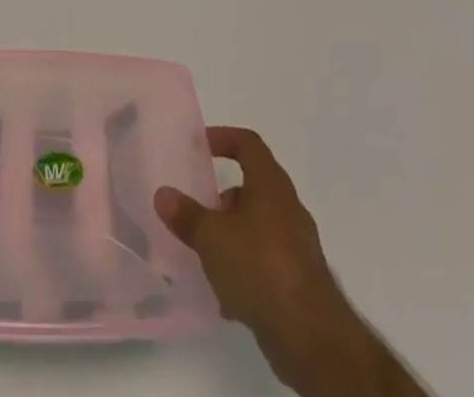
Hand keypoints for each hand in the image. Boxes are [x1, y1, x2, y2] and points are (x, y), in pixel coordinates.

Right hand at [157, 127, 399, 395]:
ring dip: (234, 235)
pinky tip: (226, 296)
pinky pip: (267, 261)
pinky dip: (247, 268)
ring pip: (260, 226)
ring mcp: (298, 245)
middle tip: (199, 209)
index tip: (202, 146)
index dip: (224, 138)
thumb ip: (186, 215)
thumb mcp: (211, 237)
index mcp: (270, 184)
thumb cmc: (259, 266)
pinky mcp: (301, 280)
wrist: (310, 335)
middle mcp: (288, 207)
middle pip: (254, 186)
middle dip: (224, 197)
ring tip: (207, 255)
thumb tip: (163, 194)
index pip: (248, 143)